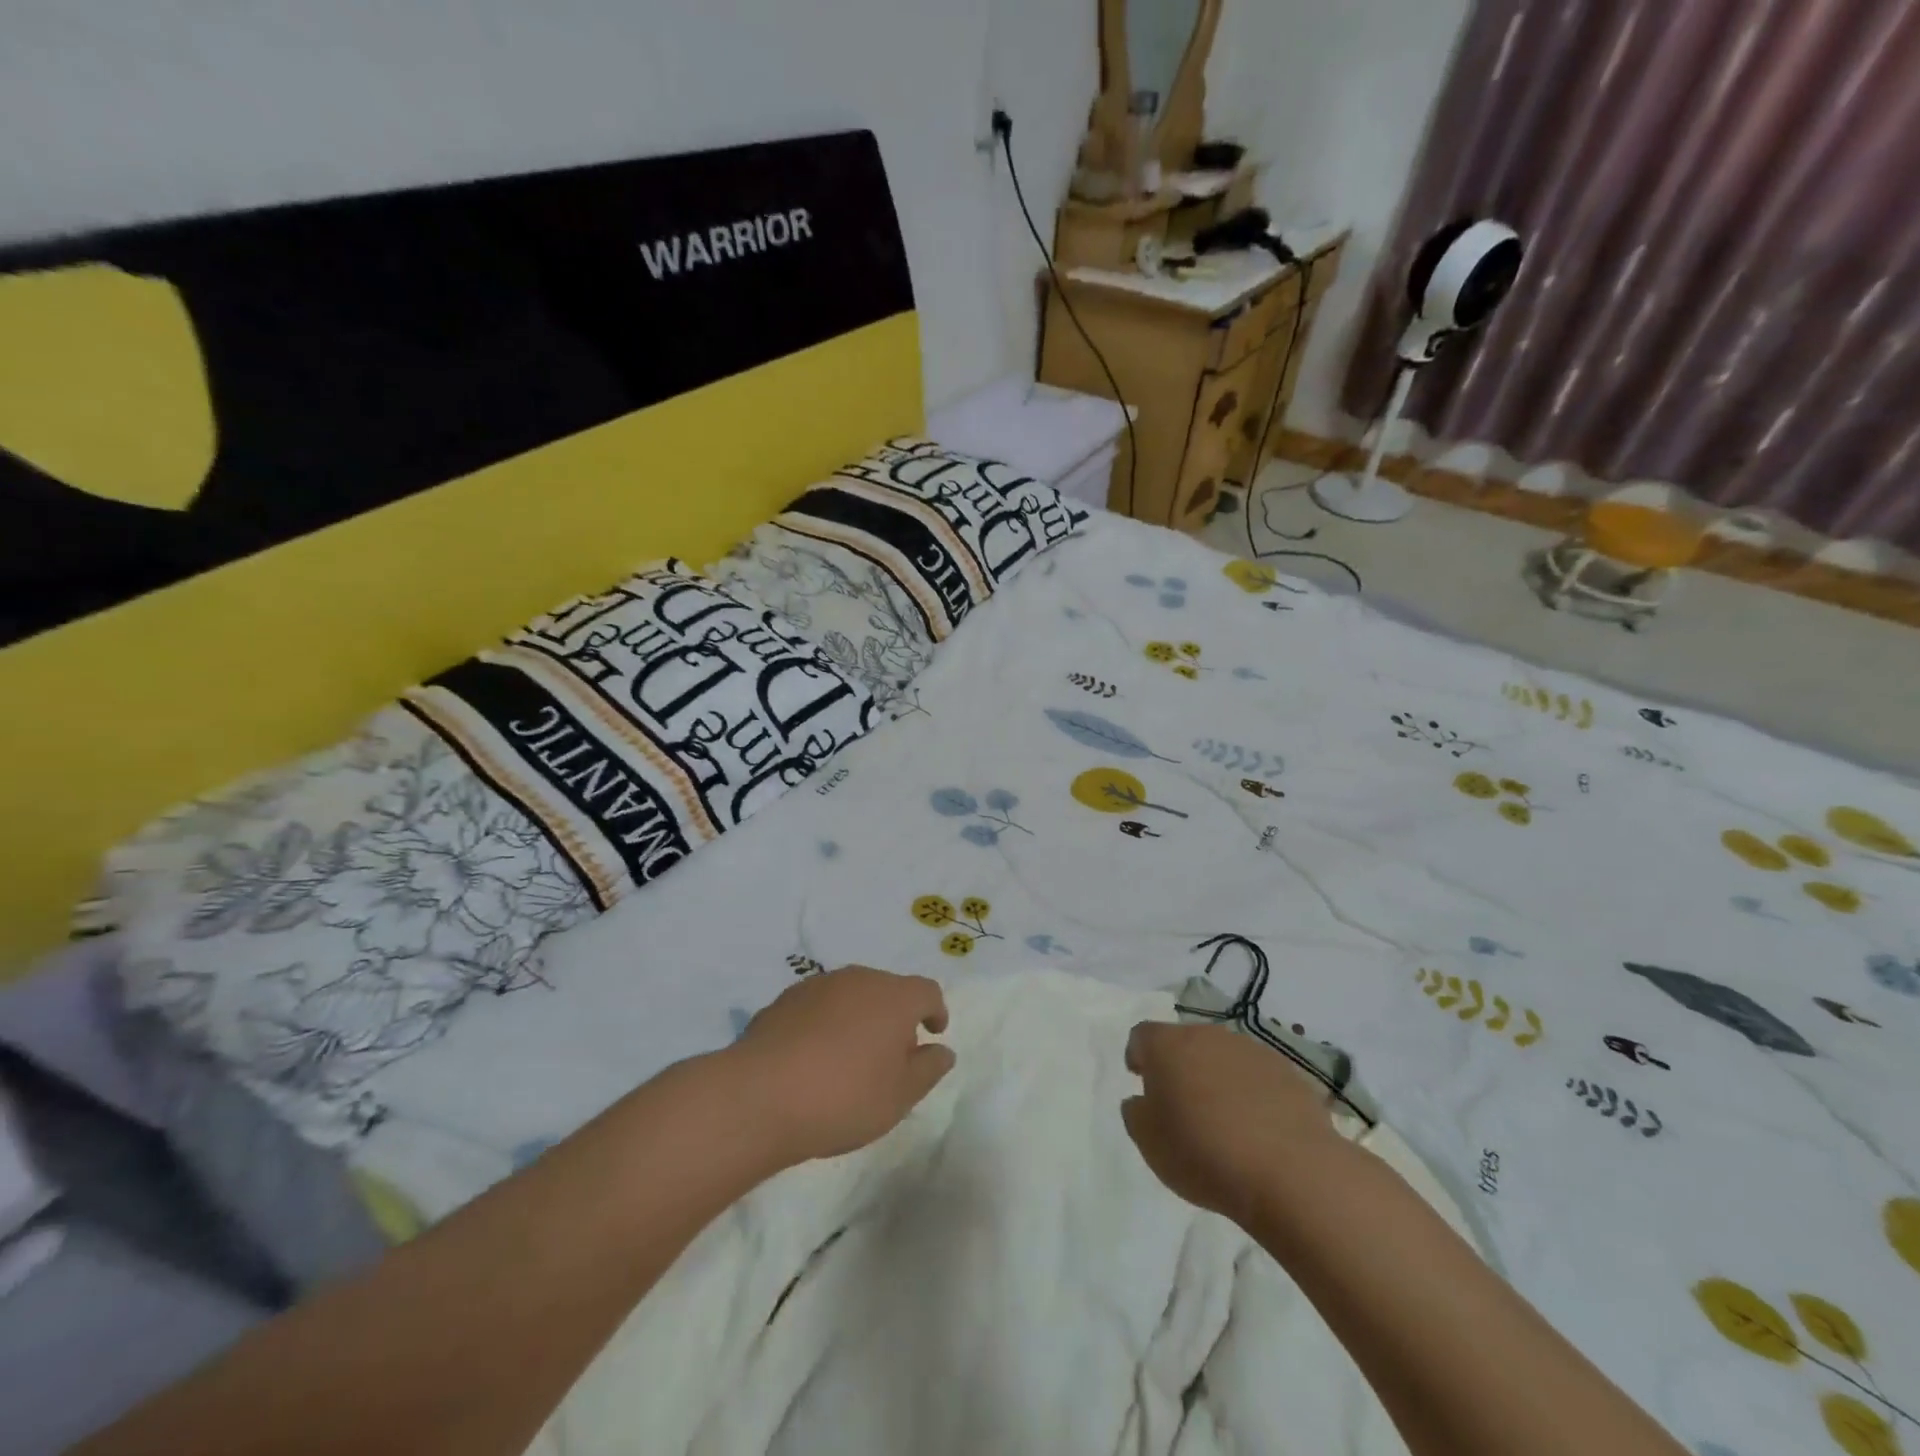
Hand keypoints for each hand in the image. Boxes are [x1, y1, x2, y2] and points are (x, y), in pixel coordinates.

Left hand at [732, 967, 954, 1165]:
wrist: (760, 1095)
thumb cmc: (844, 1096)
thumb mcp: (900, 1096)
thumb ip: (928, 1069)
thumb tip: (942, 1050)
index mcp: (894, 996)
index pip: (927, 991)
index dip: (935, 1010)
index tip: (933, 1033)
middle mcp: (859, 979)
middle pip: (887, 990)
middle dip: (895, 1016)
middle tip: (892, 1055)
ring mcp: (818, 985)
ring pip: (851, 995)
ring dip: (859, 1018)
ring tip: (851, 1057)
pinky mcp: (784, 1000)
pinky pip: (819, 1007)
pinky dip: (826, 1024)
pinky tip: (814, 1058)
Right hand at [1122, 1021, 1344, 1226]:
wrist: (1290, 1172)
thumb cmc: (1203, 1152)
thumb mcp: (1149, 1142)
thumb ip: (1136, 1112)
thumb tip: (1142, 1100)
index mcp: (1168, 1044)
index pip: (1142, 1036)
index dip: (1138, 1057)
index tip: (1142, 1084)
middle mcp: (1208, 1035)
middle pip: (1185, 1042)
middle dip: (1180, 1067)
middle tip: (1181, 1106)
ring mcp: (1251, 1050)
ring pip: (1223, 1057)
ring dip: (1217, 1078)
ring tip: (1223, 1121)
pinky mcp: (1288, 1072)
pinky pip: (1258, 1077)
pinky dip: (1252, 1094)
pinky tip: (1258, 1130)